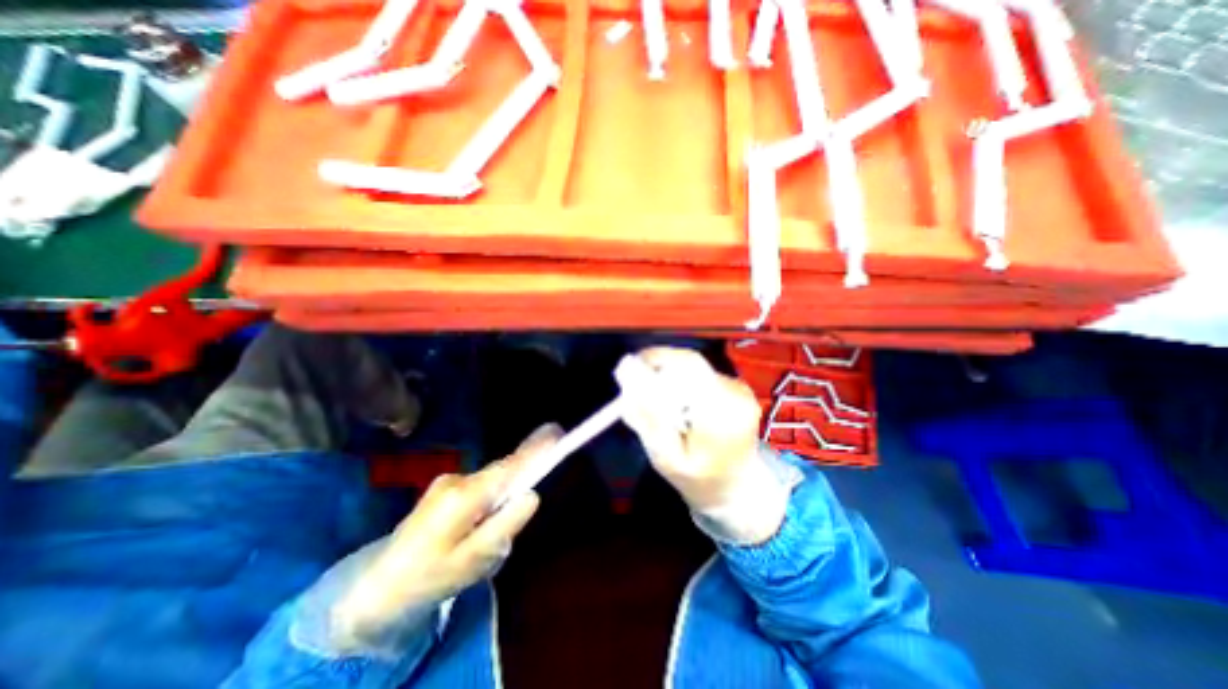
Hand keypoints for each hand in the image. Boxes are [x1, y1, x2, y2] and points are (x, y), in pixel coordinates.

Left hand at [332, 426, 559, 645]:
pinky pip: (479, 489)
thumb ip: (505, 524)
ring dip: (498, 505)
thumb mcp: (473, 560)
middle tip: (499, 535)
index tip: (556, 433)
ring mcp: (448, 481)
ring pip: (491, 484)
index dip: (534, 450)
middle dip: (513, 492)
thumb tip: (532, 494)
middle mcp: (457, 479)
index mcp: (464, 495)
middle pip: (502, 473)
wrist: (375, 589)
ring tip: (478, 545)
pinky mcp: (444, 488)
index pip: (509, 466)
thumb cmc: (429, 578)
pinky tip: (468, 537)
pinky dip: (485, 505)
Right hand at [625, 347, 787, 544]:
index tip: (626, 370)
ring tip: (660, 409)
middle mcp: (735, 394)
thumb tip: (625, 371)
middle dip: (658, 371)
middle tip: (636, 392)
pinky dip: (681, 385)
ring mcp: (739, 388)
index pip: (688, 366)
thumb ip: (647, 416)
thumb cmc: (698, 479)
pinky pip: (699, 375)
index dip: (656, 359)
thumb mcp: (666, 457)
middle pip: (689, 363)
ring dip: (668, 379)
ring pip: (692, 368)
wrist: (737, 488)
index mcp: (723, 414)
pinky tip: (678, 409)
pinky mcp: (736, 386)